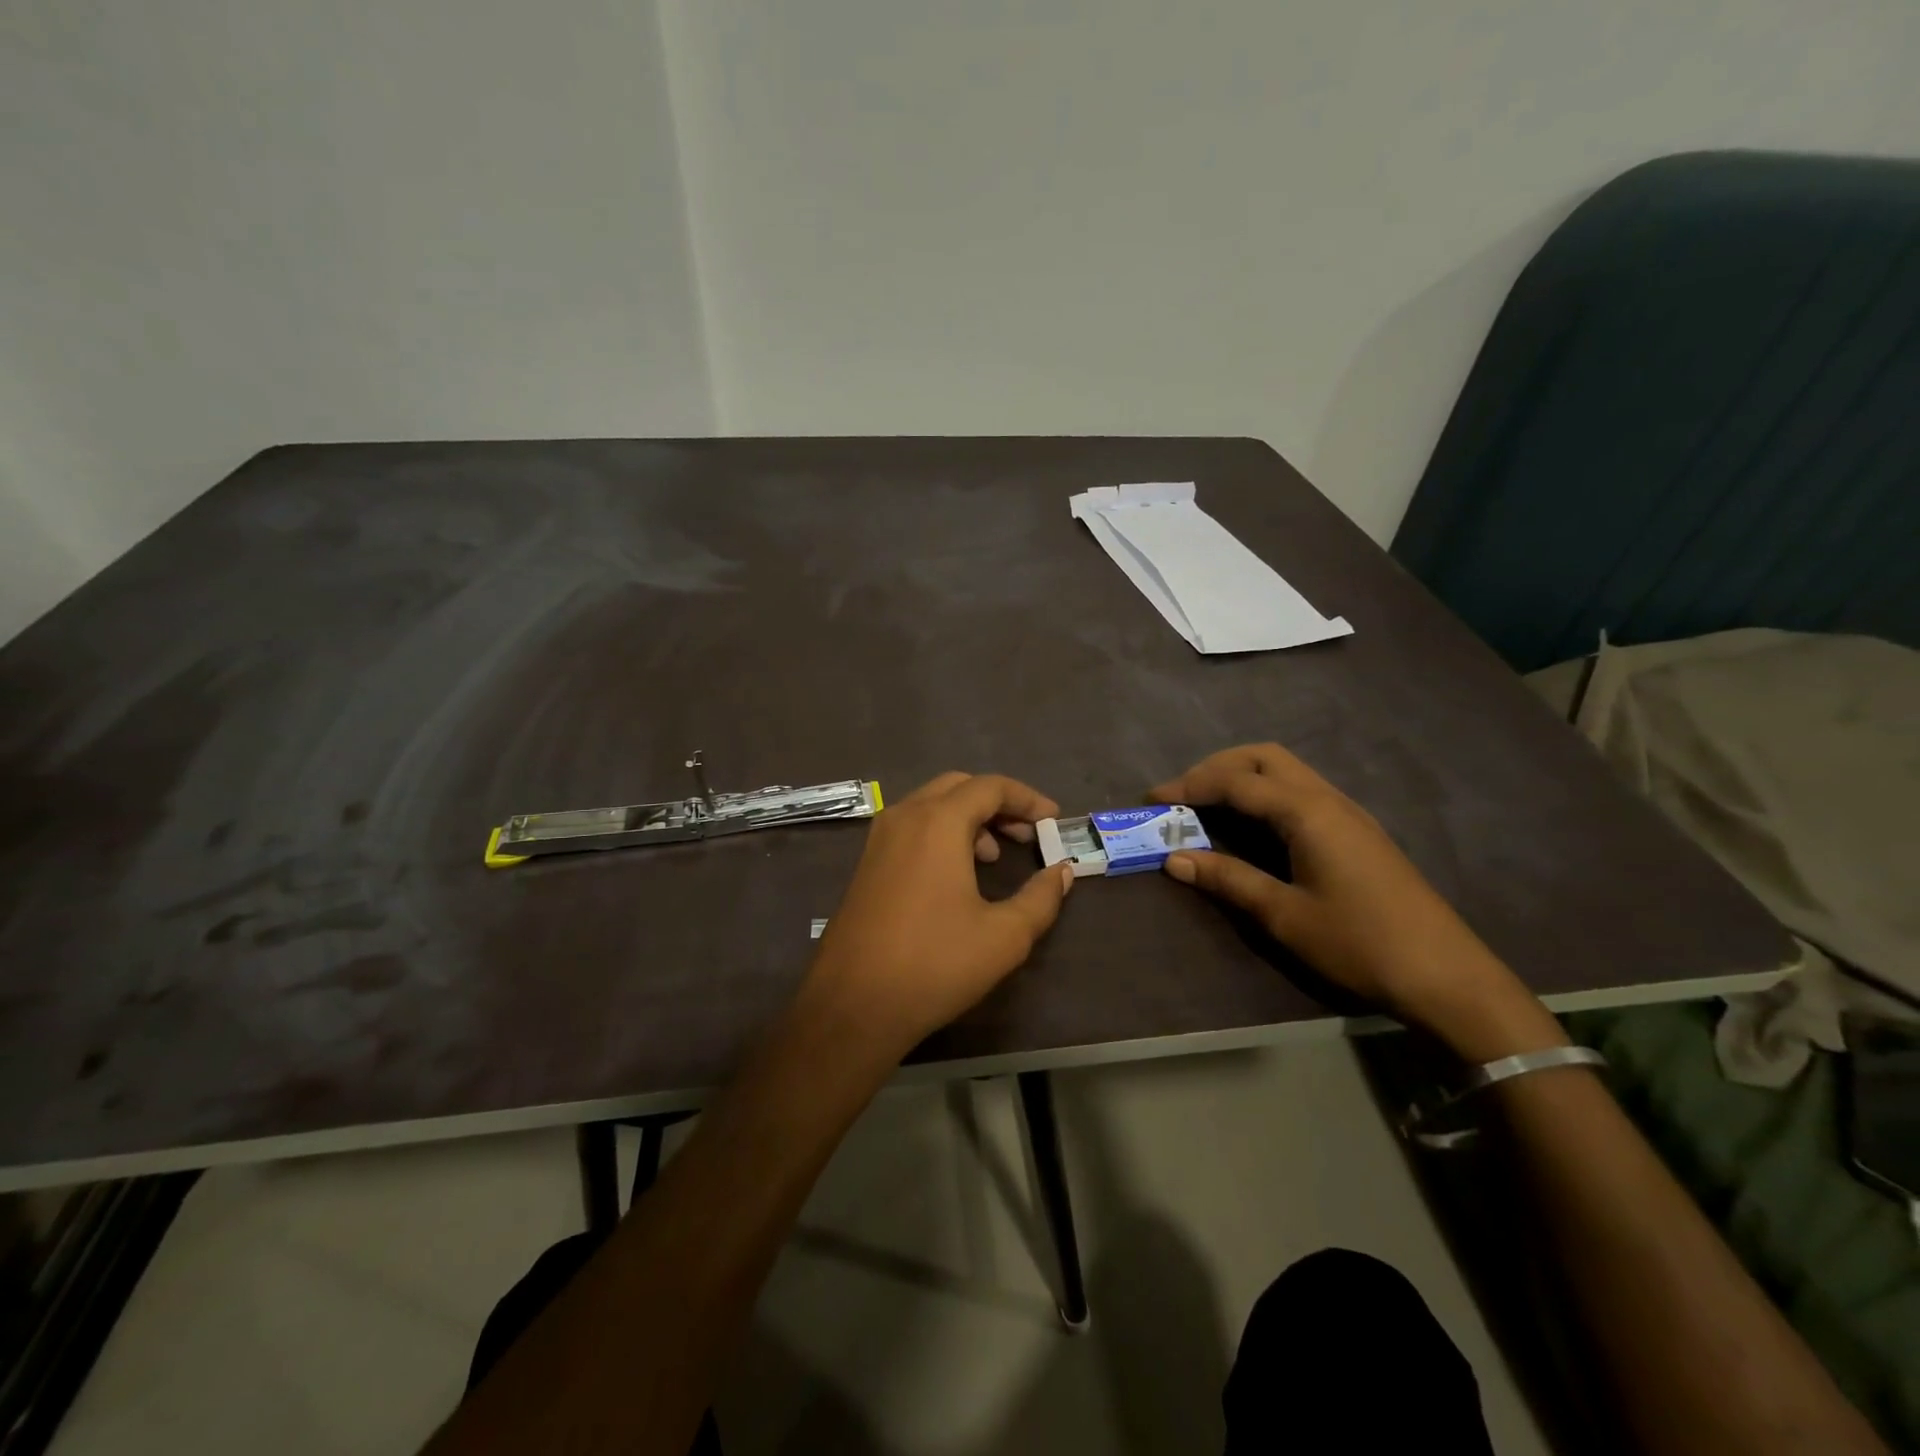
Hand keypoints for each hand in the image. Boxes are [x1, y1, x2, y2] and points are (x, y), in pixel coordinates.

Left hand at [807, 772, 1074, 1056]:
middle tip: (1026, 834)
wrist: (853, 1005)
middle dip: (997, 804)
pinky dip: (941, 833)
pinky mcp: (866, 863)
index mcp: (938, 822)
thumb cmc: (935, 964)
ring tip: (994, 856)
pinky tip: (956, 874)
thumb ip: (1041, 898)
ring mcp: (879, 839)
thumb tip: (1062, 872)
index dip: (1027, 799)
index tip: (1052, 820)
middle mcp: (904, 817)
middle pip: (958, 787)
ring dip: (968, 818)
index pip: (990, 787)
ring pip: (931, 805)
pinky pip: (911, 828)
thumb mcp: (1004, 936)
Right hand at [1153, 744, 1563, 1059]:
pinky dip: (1264, 793)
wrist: (1446, 975)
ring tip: (1207, 805)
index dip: (1190, 786)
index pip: (1237, 782)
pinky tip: (1251, 824)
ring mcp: (1347, 813)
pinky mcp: (1356, 831)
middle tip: (1182, 795)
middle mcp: (1327, 799)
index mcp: (1307, 813)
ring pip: (1285, 771)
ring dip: (1242, 777)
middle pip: (1263, 758)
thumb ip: (1229, 879)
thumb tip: (1174, 859)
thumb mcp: (1285, 915)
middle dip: (1216, 767)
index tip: (1152, 799)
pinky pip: (1300, 791)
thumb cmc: (1360, 943)